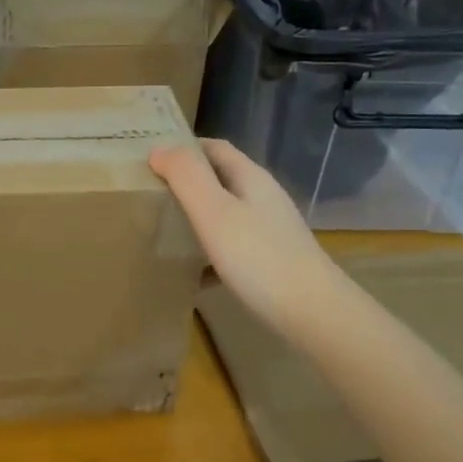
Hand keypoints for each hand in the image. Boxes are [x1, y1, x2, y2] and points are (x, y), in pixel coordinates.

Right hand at [148, 139, 340, 338]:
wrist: (314, 314)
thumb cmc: (259, 258)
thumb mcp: (214, 212)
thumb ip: (186, 177)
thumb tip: (159, 149)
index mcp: (250, 178)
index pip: (214, 148)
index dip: (183, 147)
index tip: (149, 158)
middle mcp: (263, 198)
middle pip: (220, 179)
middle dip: (186, 182)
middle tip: (149, 194)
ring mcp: (271, 230)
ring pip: (226, 213)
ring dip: (196, 217)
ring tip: (163, 230)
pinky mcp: (272, 261)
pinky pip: (232, 247)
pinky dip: (208, 251)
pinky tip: (192, 272)